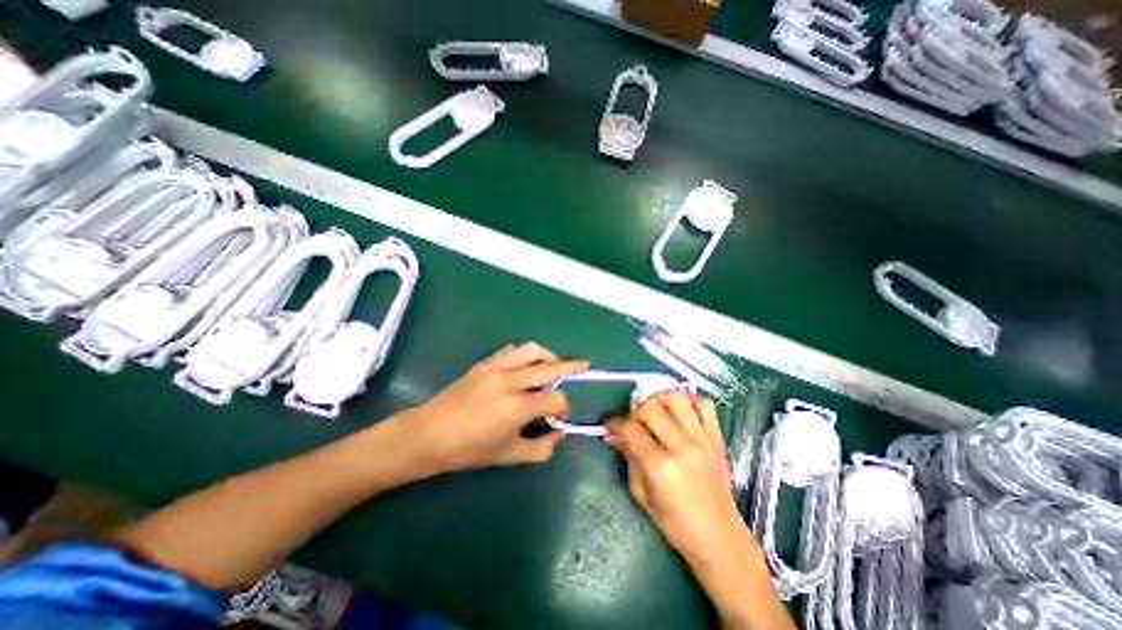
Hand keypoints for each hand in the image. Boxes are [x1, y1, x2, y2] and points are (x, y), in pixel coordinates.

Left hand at [393, 345, 586, 471]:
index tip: (560, 418)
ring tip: (554, 364)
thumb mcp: (509, 456)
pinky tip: (525, 365)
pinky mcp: (484, 364)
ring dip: (548, 355)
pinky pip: (511, 351)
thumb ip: (541, 447)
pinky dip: (524, 354)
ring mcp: (496, 368)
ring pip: (531, 350)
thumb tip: (559, 433)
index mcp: (518, 406)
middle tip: (584, 366)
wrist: (430, 434)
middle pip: (550, 366)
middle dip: (571, 366)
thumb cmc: (469, 449)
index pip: (556, 399)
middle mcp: (511, 380)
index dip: (564, 409)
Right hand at [610, 394, 743, 561]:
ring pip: (676, 398)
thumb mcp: (641, 492)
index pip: (631, 429)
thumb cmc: (674, 522)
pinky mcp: (717, 438)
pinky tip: (679, 412)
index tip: (609, 423)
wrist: (718, 537)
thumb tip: (613, 435)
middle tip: (633, 422)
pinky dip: (689, 401)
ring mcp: (703, 440)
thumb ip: (628, 457)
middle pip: (651, 407)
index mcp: (661, 466)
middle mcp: (682, 447)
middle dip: (635, 411)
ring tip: (655, 412)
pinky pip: (705, 405)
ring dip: (659, 400)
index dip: (615, 423)